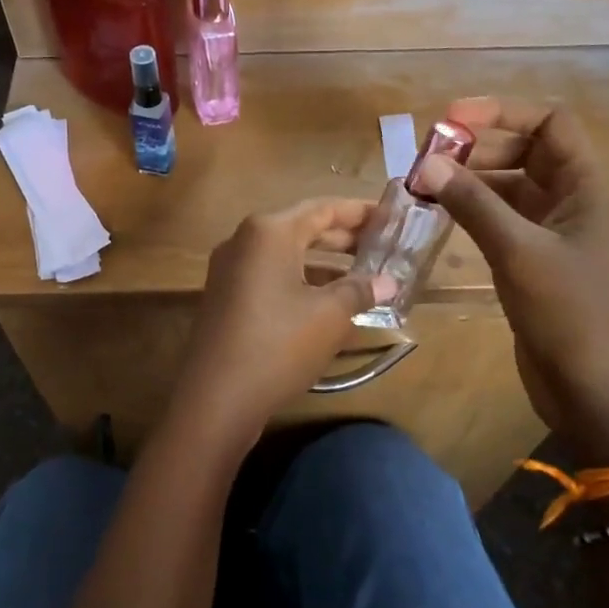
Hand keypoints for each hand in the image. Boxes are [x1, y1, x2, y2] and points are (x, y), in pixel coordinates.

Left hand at [171, 198, 392, 438]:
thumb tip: (389, 282)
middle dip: (344, 238)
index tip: (391, 218)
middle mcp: (244, 241)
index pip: (323, 208)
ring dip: (324, 264)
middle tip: (383, 246)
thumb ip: (360, 290)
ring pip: (286, 256)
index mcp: (268, 231)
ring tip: (364, 275)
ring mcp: (230, 270)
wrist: (217, 399)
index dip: (360, 212)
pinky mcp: (226, 298)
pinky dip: (301, 282)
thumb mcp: (330, 316)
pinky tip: (329, 302)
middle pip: (302, 228)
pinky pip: (271, 277)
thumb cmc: (279, 345)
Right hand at [414, 98, 608, 465]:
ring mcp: (556, 234)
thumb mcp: (519, 252)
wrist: (598, 391)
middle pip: (526, 152)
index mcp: (588, 187)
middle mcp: (574, 202)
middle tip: (426, 161)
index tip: (449, 121)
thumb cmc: (571, 314)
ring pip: (510, 189)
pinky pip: (503, 222)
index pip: (550, 123)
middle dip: (477, 149)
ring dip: (470, 183)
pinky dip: (473, 214)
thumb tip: (427, 165)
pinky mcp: (537, 263)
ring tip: (424, 188)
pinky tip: (440, 218)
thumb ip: (473, 204)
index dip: (502, 112)